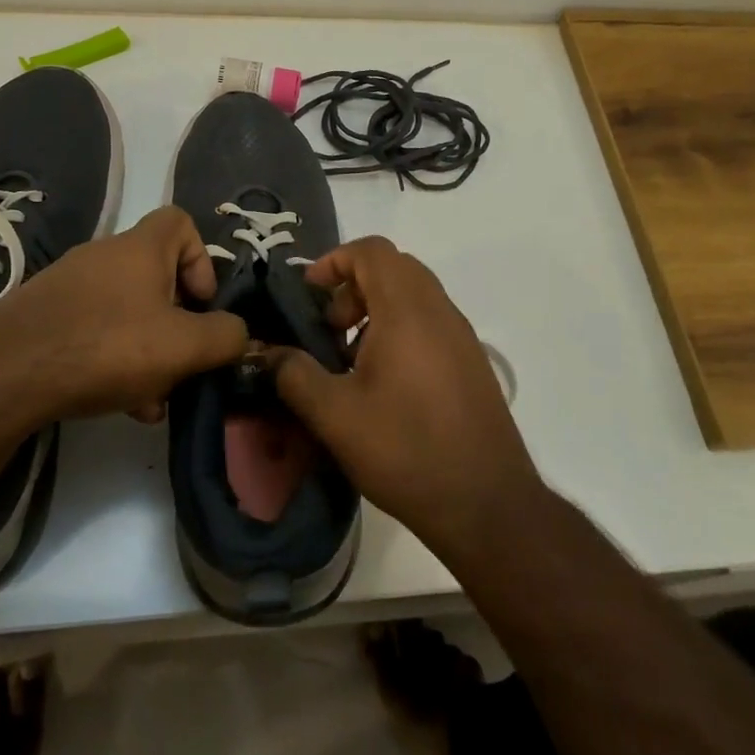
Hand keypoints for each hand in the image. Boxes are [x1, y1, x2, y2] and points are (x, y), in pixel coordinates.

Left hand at [0, 206, 247, 429]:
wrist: (3, 374)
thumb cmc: (106, 347)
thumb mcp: (183, 346)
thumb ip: (225, 337)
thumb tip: (239, 333)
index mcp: (140, 249)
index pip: (181, 222)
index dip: (202, 259)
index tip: (202, 303)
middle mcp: (104, 257)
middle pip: (156, 276)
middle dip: (177, 320)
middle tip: (182, 361)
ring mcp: (69, 286)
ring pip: (126, 310)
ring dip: (148, 348)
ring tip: (153, 399)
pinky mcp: (44, 317)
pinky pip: (94, 330)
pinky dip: (114, 358)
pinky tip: (119, 403)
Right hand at [269, 237, 541, 558]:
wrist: (486, 503)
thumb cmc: (406, 450)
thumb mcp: (335, 416)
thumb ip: (294, 375)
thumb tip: (268, 353)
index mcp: (407, 310)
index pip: (372, 251)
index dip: (335, 261)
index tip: (309, 294)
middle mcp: (440, 311)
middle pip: (394, 268)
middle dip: (353, 286)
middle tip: (329, 329)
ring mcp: (461, 336)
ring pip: (414, 294)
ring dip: (377, 309)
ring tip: (351, 359)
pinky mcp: (471, 362)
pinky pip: (430, 321)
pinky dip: (400, 328)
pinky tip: (384, 382)